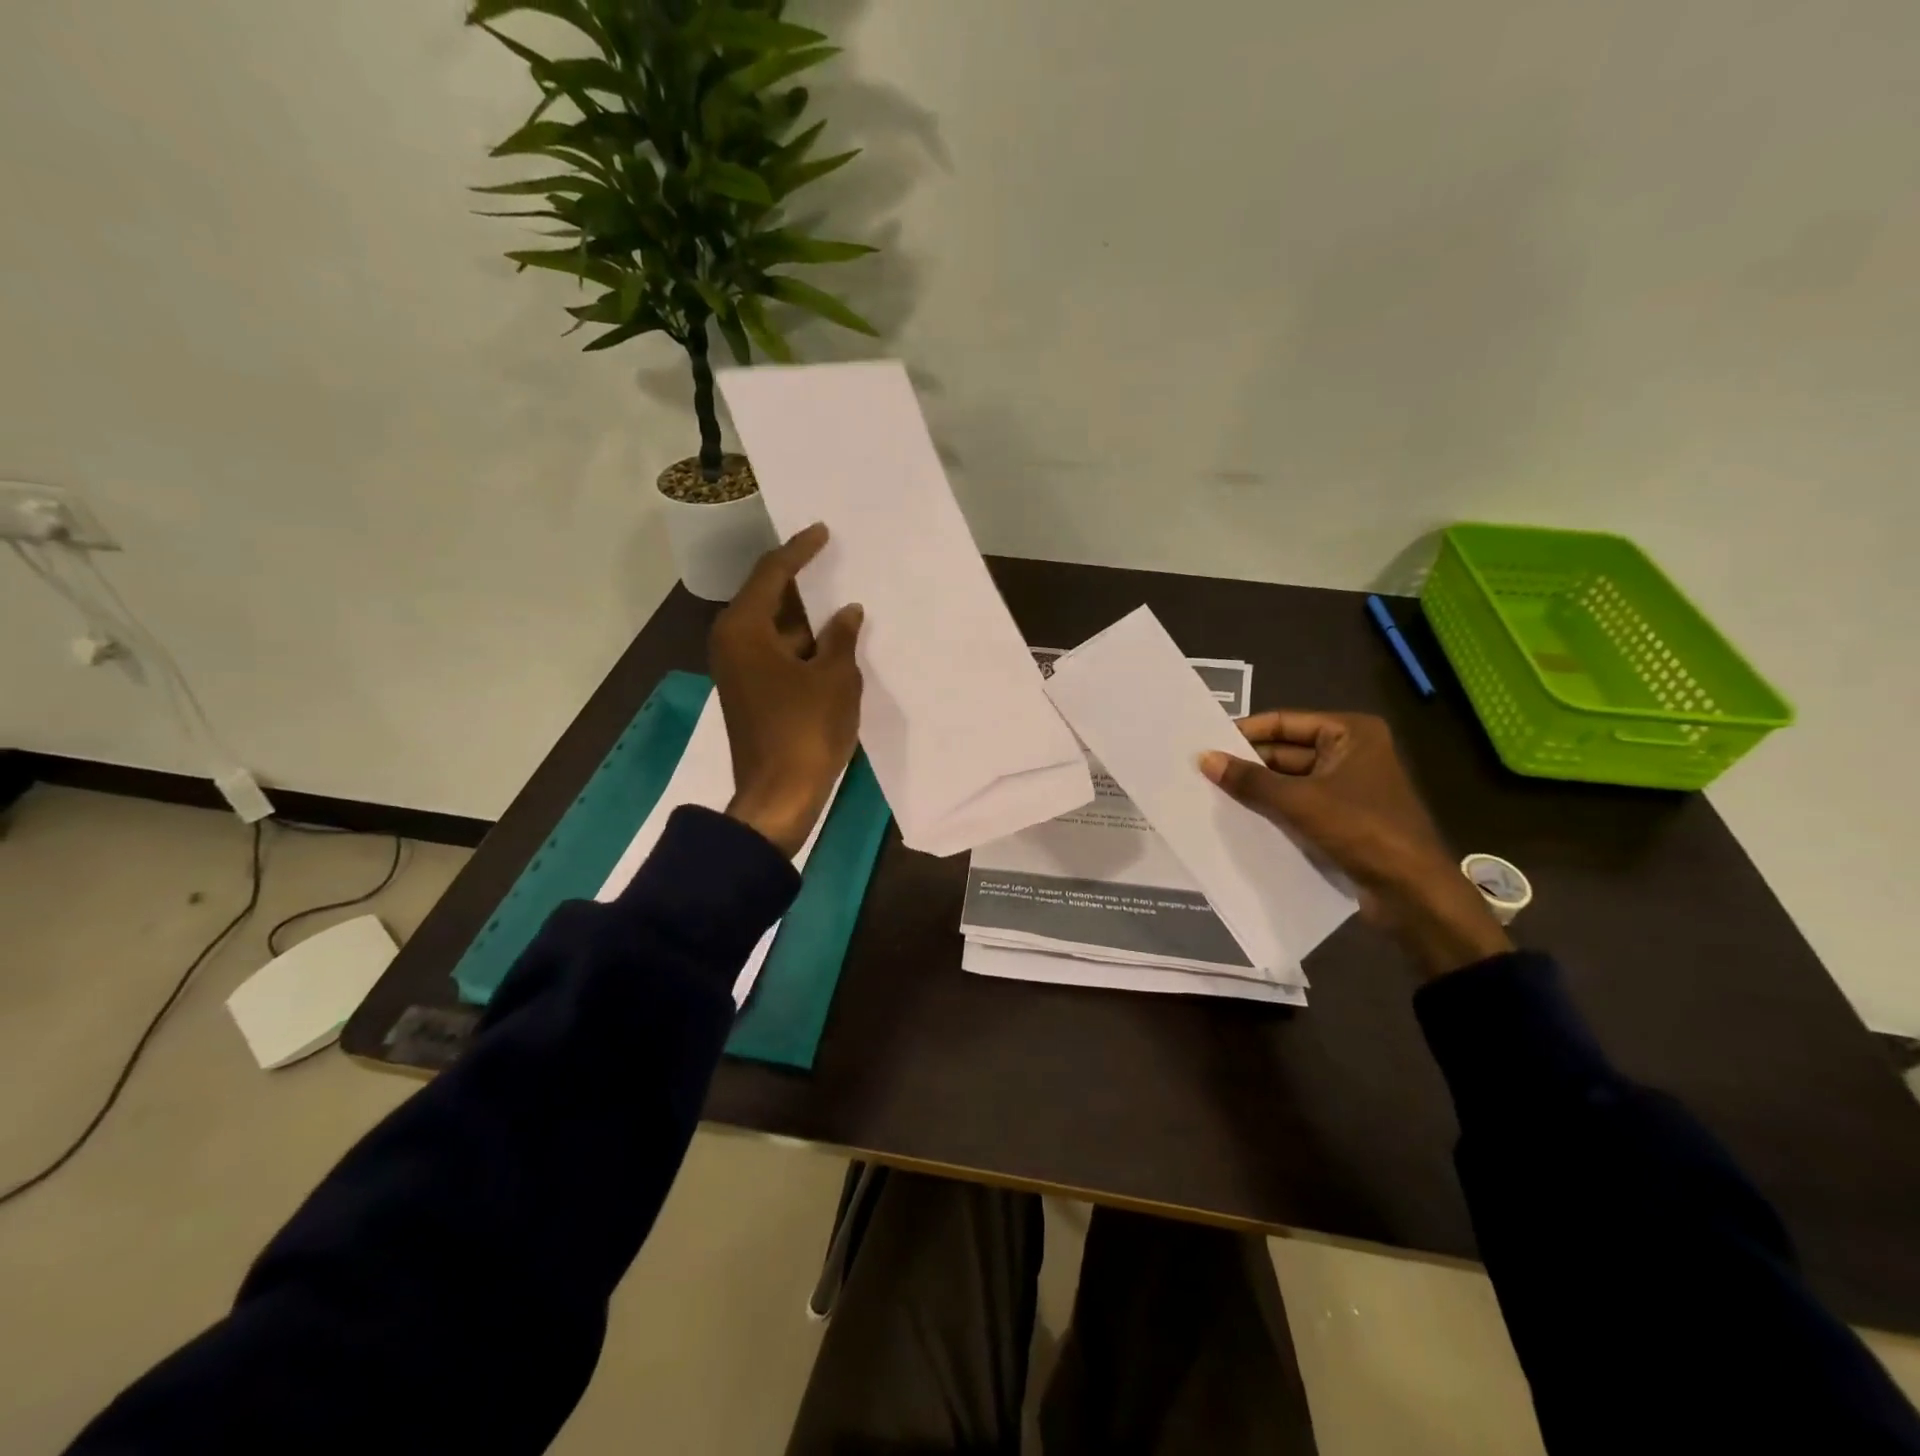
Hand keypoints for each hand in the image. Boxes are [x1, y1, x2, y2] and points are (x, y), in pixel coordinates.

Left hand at [709, 523, 863, 857]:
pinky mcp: (749, 691)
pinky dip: (802, 643)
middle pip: (767, 598)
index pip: (773, 574)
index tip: (823, 531)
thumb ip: (841, 638)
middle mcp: (732, 642)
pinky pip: (776, 651)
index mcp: (744, 629)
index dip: (800, 550)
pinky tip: (832, 641)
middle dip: (802, 582)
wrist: (778, 796)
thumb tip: (849, 611)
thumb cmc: (806, 731)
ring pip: (774, 628)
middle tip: (834, 560)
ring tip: (840, 599)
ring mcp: (738, 669)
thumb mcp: (834, 679)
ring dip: (805, 616)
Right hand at [1199, 711, 1510, 976]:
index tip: (1206, 742)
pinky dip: (1271, 809)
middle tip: (1202, 771)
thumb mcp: (1299, 801)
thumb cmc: (1361, 830)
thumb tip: (1204, 759)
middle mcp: (1350, 752)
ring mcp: (1346, 786)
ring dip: (1256, 789)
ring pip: (1288, 780)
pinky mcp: (1341, 817)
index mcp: (1350, 733)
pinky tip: (1237, 816)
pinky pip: (1297, 804)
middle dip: (1247, 763)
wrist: (1411, 892)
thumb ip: (1250, 780)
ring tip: (1210, 793)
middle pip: (1285, 751)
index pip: (1284, 722)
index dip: (1245, 732)